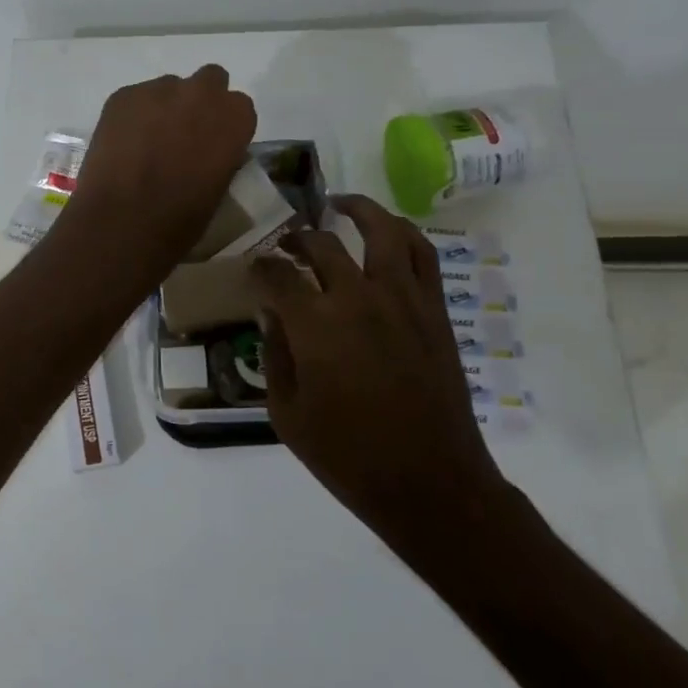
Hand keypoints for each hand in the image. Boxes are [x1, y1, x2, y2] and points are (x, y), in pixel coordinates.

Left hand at [61, 65, 256, 281]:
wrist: (120, 223)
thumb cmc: (179, 221)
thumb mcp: (219, 190)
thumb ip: (220, 157)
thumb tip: (209, 152)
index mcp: (234, 118)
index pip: (239, 107)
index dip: (224, 125)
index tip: (212, 145)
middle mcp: (201, 93)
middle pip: (209, 81)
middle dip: (199, 102)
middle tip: (182, 134)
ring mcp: (158, 90)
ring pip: (168, 88)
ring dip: (164, 107)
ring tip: (146, 143)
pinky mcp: (122, 96)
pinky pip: (135, 98)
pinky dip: (133, 115)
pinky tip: (123, 144)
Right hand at [253, 195, 511, 565]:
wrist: (430, 483)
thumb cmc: (348, 456)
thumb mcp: (286, 414)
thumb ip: (274, 354)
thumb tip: (271, 313)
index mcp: (315, 326)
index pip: (278, 275)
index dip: (260, 267)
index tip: (253, 268)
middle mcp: (359, 299)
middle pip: (322, 246)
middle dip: (295, 239)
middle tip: (285, 243)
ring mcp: (403, 300)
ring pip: (382, 232)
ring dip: (357, 210)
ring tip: (339, 204)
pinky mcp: (433, 311)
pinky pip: (423, 256)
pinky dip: (403, 233)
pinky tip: (387, 232)